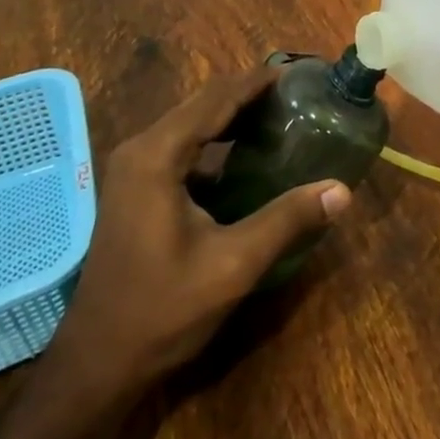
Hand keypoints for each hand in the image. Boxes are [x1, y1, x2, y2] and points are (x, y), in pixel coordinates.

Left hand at [47, 67, 352, 401]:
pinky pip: (180, 146)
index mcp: (157, 155)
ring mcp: (132, 170)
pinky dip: (215, 140)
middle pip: (201, 104)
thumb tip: (342, 190)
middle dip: (247, 93)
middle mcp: (140, 150)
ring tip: (278, 114)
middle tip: (295, 93)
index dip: (256, 82)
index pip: (216, 99)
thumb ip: (287, 220)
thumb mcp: (233, 265)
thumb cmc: (162, 311)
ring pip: (190, 124)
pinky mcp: (134, 190)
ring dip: (231, 115)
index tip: (296, 72)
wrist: (97, 366)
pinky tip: (244, 155)